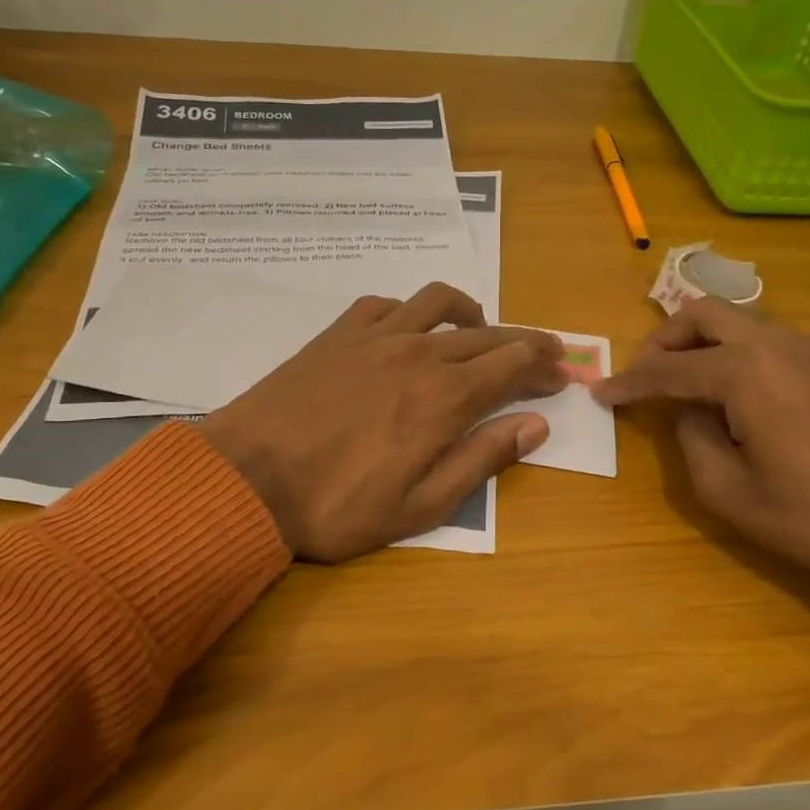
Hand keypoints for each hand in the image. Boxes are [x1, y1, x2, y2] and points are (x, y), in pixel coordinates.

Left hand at [199, 283, 567, 560]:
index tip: (564, 372)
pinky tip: (409, 329)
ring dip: (472, 313)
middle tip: (544, 353)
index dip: (544, 366)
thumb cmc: (336, 506)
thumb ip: (481, 460)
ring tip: (482, 330)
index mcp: (445, 398)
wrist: (246, 480)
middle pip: (487, 333)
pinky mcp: (336, 335)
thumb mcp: (420, 506)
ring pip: (439, 303)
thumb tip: (534, 426)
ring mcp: (375, 338)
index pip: (513, 366)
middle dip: (524, 342)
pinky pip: (385, 304)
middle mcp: (418, 354)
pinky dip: (410, 311)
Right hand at [595, 299, 809, 633]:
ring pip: (736, 321)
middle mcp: (775, 345)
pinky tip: (727, 392)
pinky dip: (731, 352)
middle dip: (664, 340)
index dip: (629, 382)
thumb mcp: (728, 491)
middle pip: (703, 314)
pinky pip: (763, 340)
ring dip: (700, 342)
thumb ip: (690, 439)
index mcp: (745, 372)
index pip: (668, 367)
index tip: (600, 393)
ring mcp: (807, 352)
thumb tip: (686, 411)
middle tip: (644, 377)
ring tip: (681, 385)